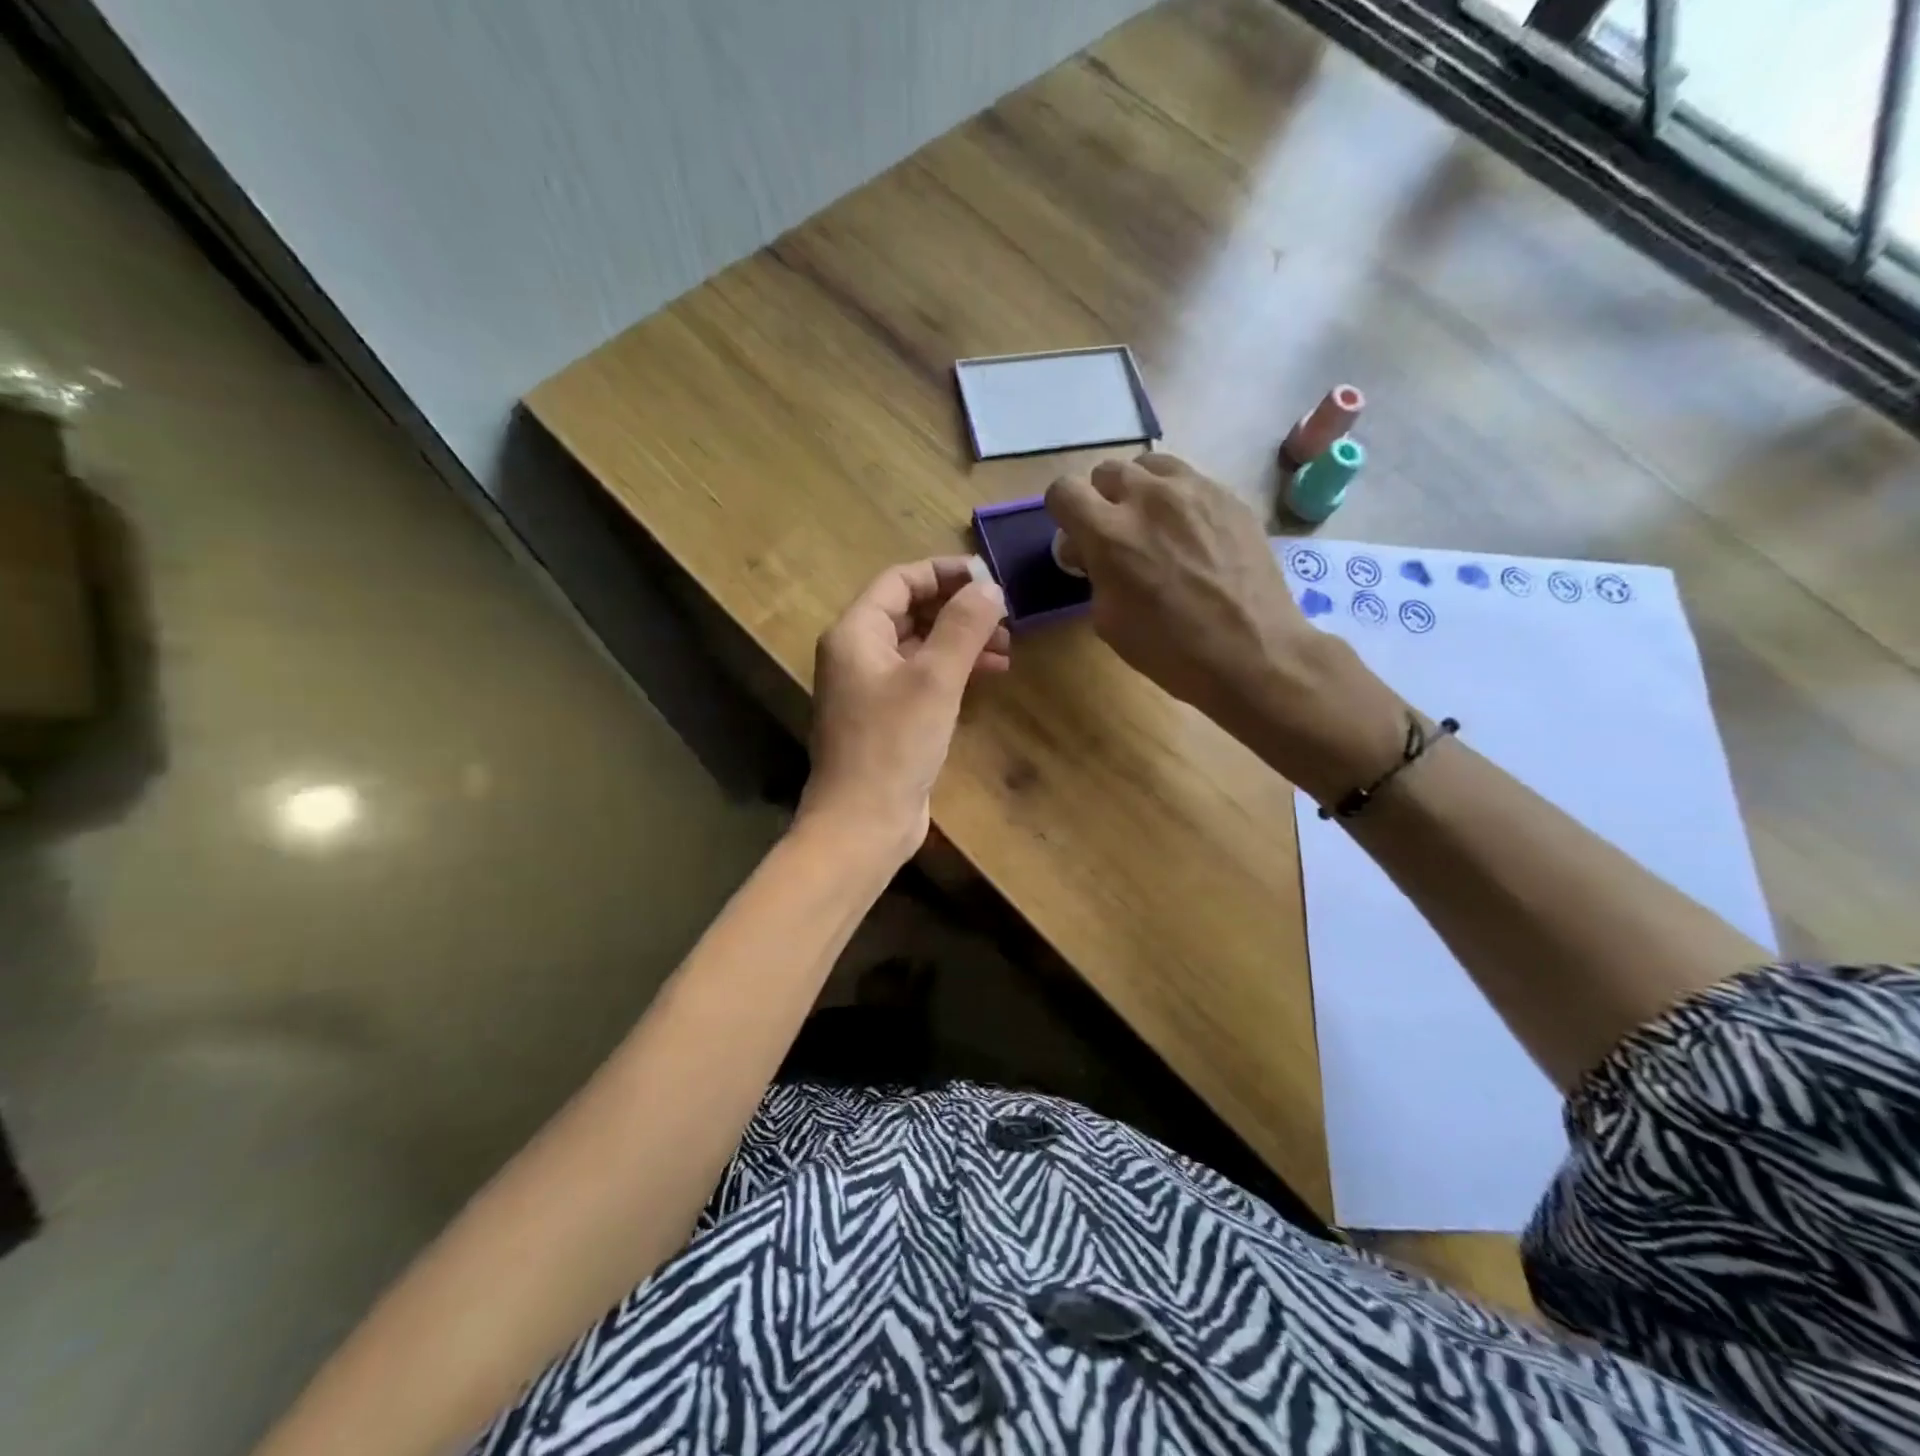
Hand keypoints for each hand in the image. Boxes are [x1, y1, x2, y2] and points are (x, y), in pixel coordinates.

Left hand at [798, 557, 1009, 859]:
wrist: (863, 823)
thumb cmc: (894, 744)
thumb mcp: (935, 679)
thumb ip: (963, 626)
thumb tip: (990, 587)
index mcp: (856, 633)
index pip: (901, 580)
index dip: (946, 573)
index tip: (991, 581)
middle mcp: (857, 654)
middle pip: (911, 611)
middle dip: (959, 610)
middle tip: (1005, 618)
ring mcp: (871, 688)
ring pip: (920, 646)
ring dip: (961, 641)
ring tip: (1007, 647)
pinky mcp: (887, 718)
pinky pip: (922, 678)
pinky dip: (953, 671)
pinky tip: (989, 675)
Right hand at [1046, 453, 1406, 799]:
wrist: (1253, 651)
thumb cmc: (1171, 649)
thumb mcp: (1109, 620)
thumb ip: (1094, 573)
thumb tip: (1091, 552)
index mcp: (1110, 533)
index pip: (1064, 490)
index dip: (1064, 513)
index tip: (1077, 538)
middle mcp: (1148, 497)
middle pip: (1106, 471)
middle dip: (1102, 500)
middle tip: (1116, 535)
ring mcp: (1194, 489)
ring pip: (1150, 465)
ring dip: (1141, 490)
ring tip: (1154, 525)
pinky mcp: (1228, 495)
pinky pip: (1189, 480)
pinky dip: (1178, 499)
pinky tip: (1192, 535)